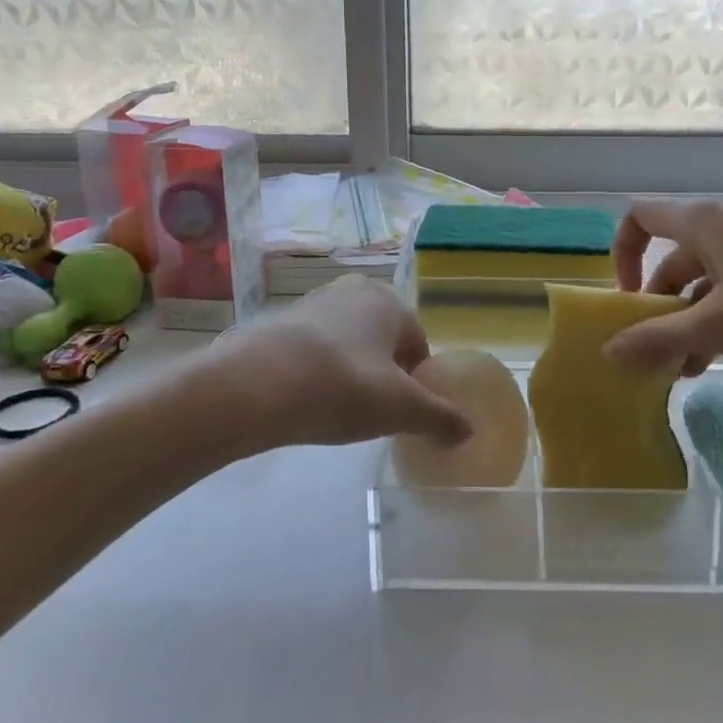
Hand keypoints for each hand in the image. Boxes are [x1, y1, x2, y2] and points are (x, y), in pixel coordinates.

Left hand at [210, 275, 471, 453]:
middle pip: (381, 340)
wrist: (255, 385)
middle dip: (382, 373)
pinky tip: (305, 400)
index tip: (403, 412)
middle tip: (372, 411)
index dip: (416, 381)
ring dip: (348, 371)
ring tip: (337, 409)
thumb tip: (467, 431)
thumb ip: (439, 419)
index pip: (418, 344)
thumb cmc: (343, 387)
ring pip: (346, 343)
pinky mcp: (277, 323)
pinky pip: (311, 350)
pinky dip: (315, 372)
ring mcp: (311, 304)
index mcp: (389, 302)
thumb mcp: (401, 410)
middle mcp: (352, 292)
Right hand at [603, 199, 722, 373]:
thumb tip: (609, 353)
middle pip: (671, 260)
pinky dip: (717, 321)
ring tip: (682, 370)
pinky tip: (716, 361)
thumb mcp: (720, 324)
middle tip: (653, 353)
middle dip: (658, 307)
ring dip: (687, 322)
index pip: (640, 218)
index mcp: (703, 222)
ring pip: (703, 282)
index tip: (630, 299)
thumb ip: (661, 338)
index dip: (623, 254)